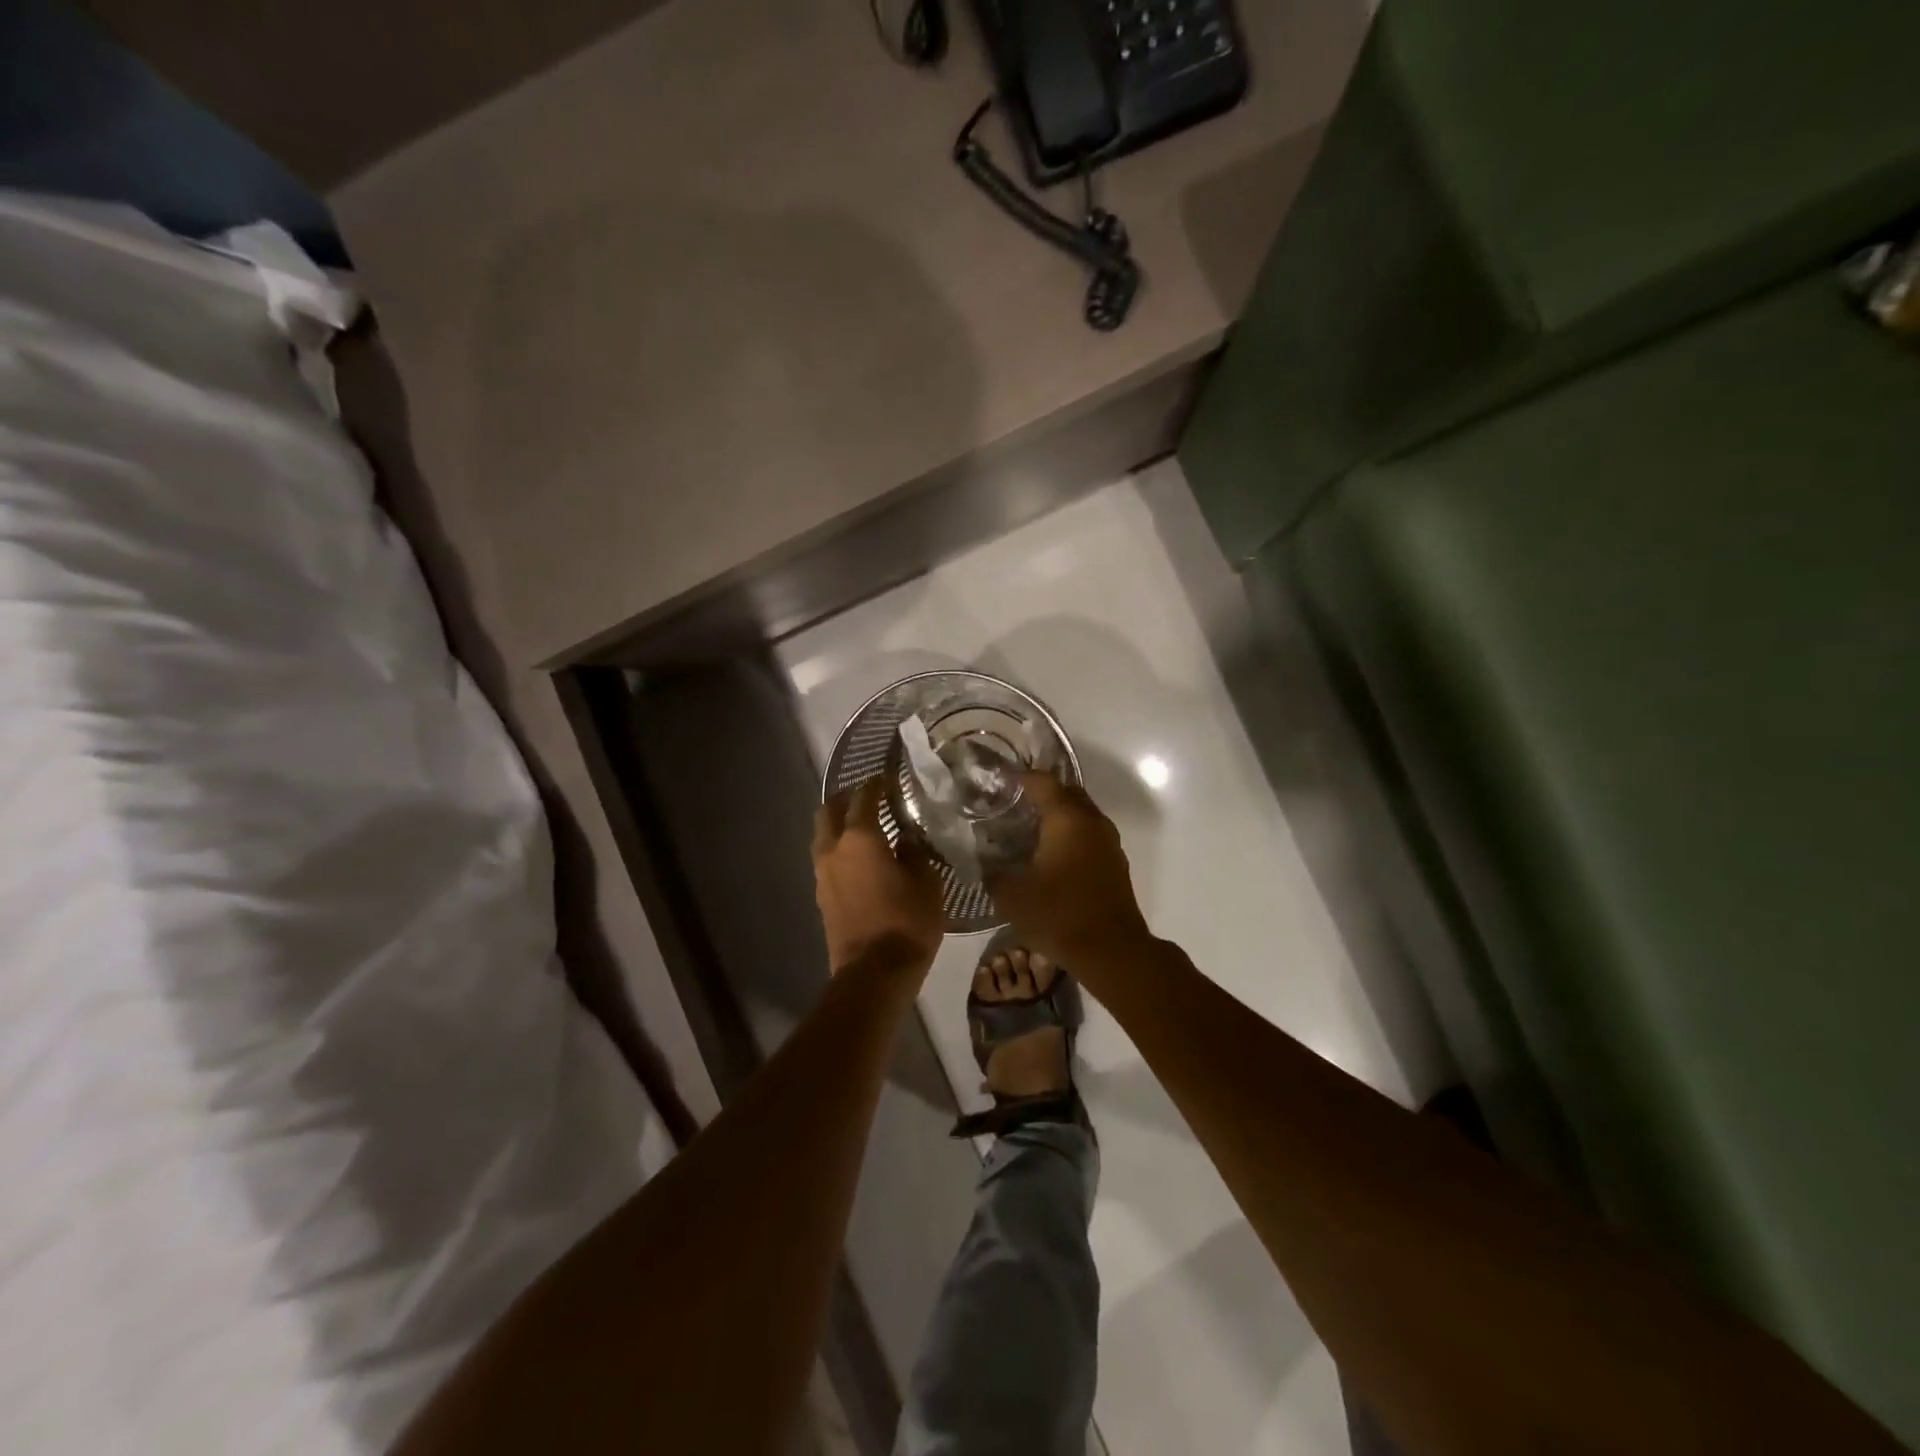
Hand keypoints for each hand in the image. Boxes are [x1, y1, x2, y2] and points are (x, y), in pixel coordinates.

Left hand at [812, 779, 944, 976]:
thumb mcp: (927, 882)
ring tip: (865, 828)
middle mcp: (834, 849)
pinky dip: (839, 849)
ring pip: (823, 835)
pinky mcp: (821, 896)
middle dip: (846, 799)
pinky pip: (826, 859)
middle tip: (868, 798)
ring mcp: (822, 873)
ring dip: (839, 825)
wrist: (874, 973)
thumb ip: (915, 852)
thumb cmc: (907, 922)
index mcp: (860, 838)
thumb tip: (905, 838)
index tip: (888, 779)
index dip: (876, 784)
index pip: (864, 796)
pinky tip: (860, 859)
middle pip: (829, 810)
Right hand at [988, 772, 1150, 964]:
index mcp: (1066, 818)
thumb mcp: (1011, 896)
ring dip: (1058, 814)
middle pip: (1066, 792)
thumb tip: (981, 858)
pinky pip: (1089, 834)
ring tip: (1029, 826)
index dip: (1019, 777)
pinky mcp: (1115, 862)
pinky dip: (1070, 834)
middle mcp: (1091, 820)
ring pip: (1081, 813)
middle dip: (1041, 792)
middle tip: (1012, 802)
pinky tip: (1051, 853)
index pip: (1041, 781)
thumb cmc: (1058, 915)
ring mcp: (1108, 841)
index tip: (998, 780)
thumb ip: (991, 871)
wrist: (1111, 951)